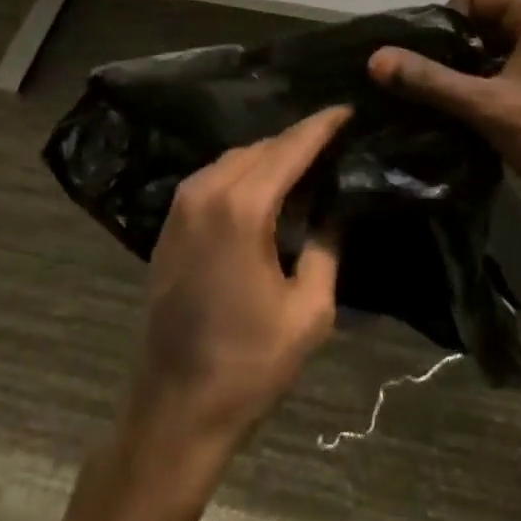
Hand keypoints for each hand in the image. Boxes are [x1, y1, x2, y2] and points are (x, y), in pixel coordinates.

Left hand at [124, 104, 351, 455]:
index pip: (290, 147)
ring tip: (309, 163)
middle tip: (337, 142)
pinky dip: (246, 172)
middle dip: (300, 139)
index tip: (350, 109)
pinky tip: (269, 187)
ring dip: (272, 155)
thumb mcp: (308, 312)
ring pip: (237, 158)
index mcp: (242, 208)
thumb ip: (327, 248)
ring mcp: (182, 205)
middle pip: (263, 147)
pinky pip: (216, 177)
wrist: (173, 411)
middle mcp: (207, 192)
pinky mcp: (171, 222)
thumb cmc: (248, 365)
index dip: (322, 126)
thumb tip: (337, 209)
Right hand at [368, 0, 520, 212]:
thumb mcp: (488, 104)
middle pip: (478, 25)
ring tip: (430, 103)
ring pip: (486, 56)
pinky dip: (477, 94)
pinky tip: (454, 120)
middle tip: (418, 83)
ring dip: (460, 76)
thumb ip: (430, 80)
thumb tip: (375, 59)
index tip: (422, 58)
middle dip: (448, 51)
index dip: (443, 22)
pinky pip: (499, 81)